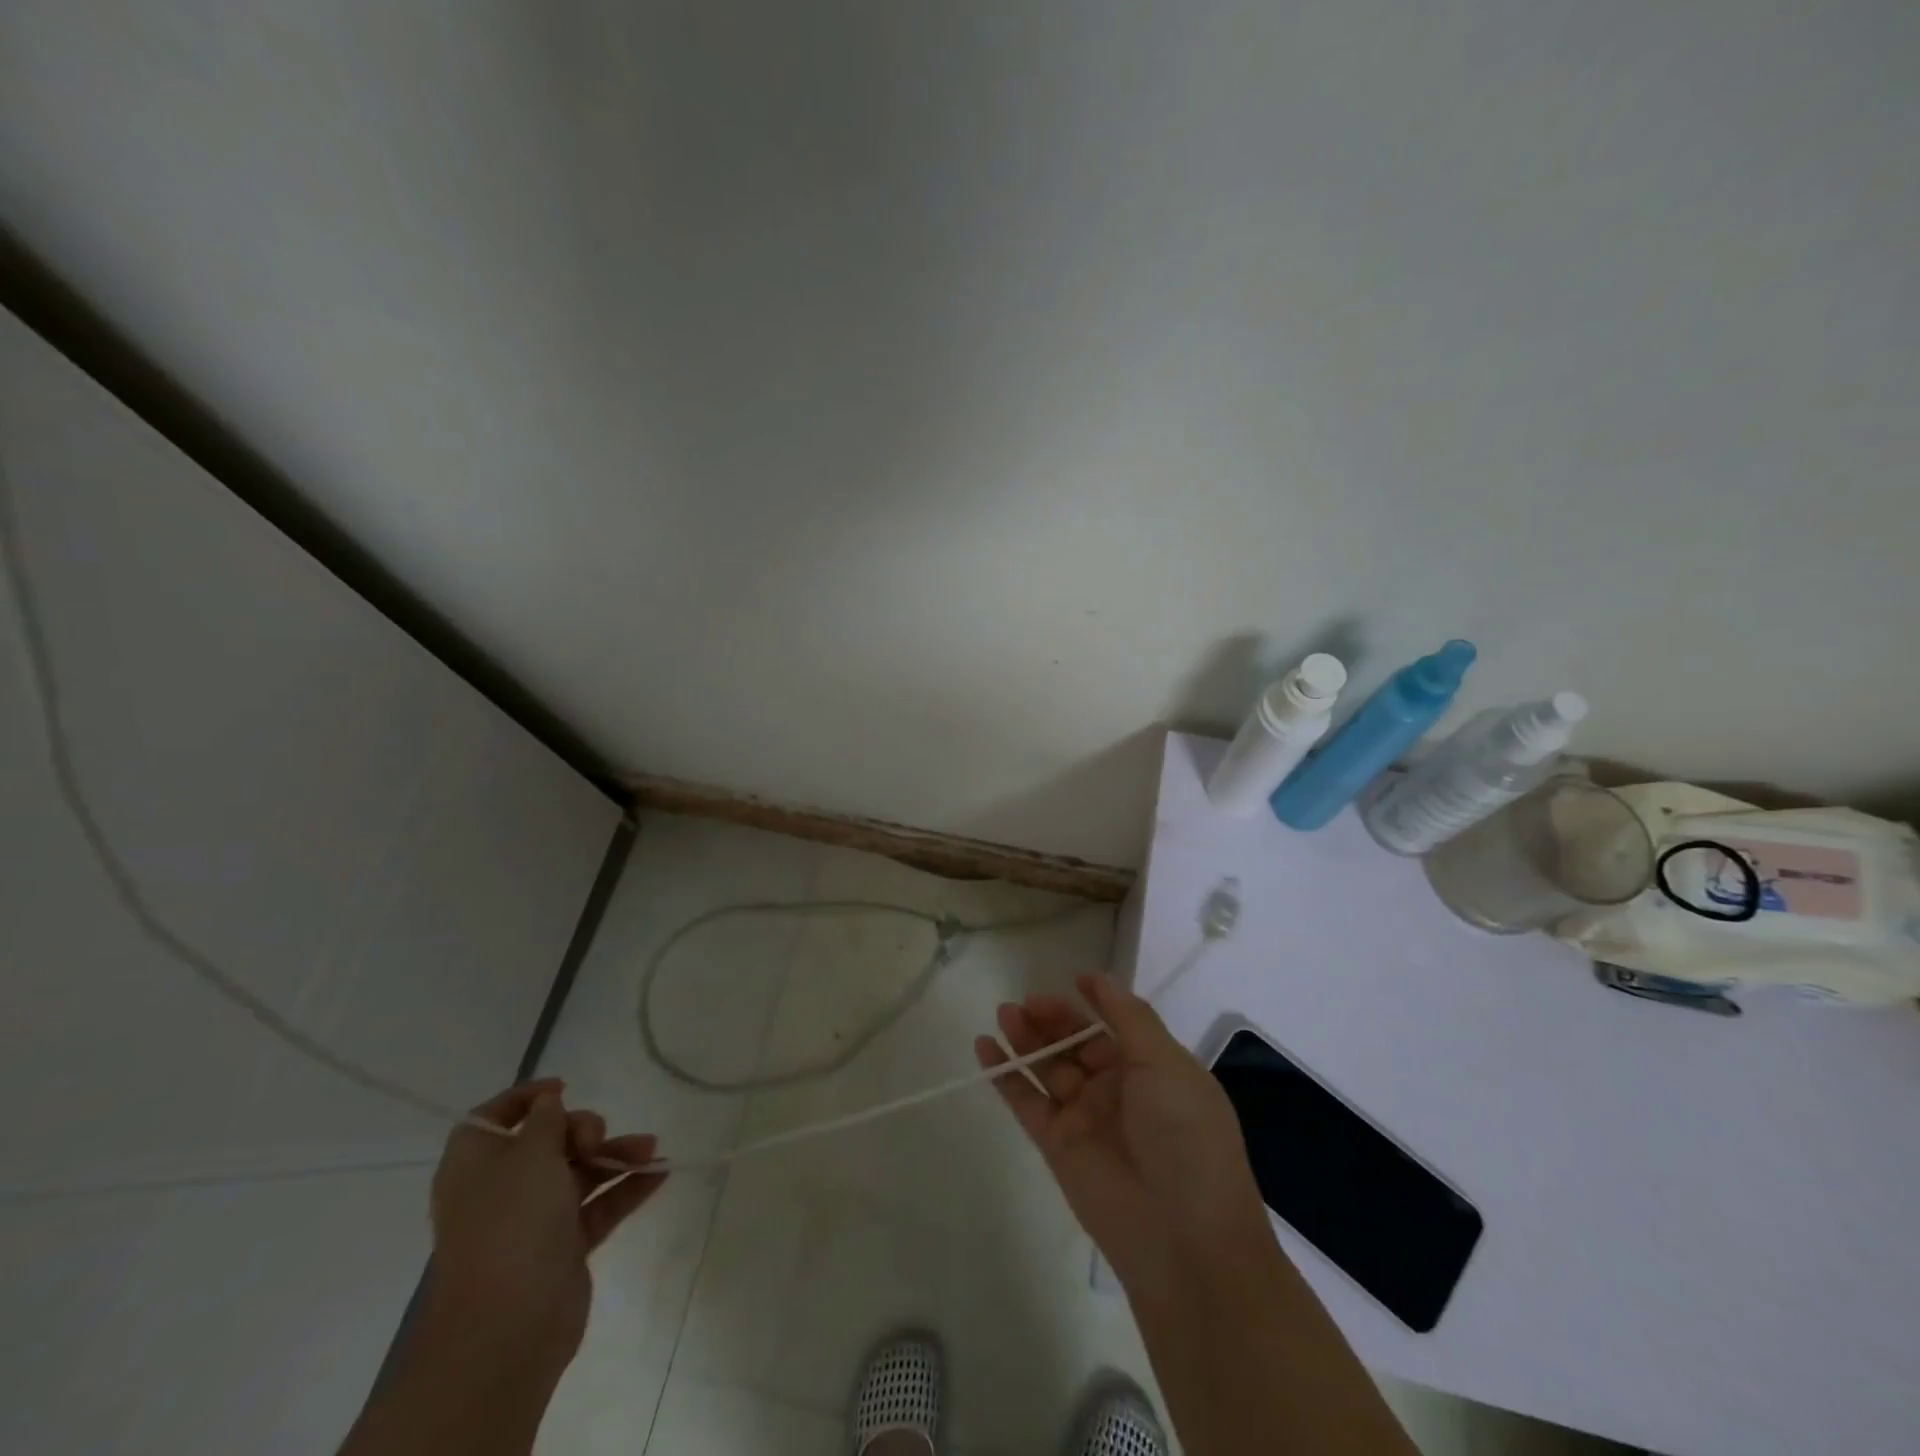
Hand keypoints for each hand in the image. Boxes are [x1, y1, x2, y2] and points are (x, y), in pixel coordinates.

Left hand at [425, 1079, 665, 1380]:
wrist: (509, 1326)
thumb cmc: (512, 1224)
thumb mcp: (530, 1155)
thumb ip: (545, 1120)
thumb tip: (548, 1101)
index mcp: (476, 1165)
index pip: (492, 1119)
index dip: (525, 1098)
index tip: (565, 1087)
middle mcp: (502, 1189)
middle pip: (547, 1142)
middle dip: (582, 1129)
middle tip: (596, 1137)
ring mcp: (533, 1220)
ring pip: (579, 1172)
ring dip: (615, 1155)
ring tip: (651, 1148)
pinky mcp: (563, 1247)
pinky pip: (599, 1205)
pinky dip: (626, 1187)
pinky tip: (660, 1172)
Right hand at [973, 974, 1269, 1292]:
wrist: (1183, 1239)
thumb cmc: (1184, 1138)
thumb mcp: (1166, 1065)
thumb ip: (1129, 1018)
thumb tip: (1100, 980)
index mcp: (1153, 1069)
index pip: (1118, 1025)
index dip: (1096, 1001)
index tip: (1073, 978)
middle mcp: (1119, 1089)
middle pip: (1078, 1042)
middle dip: (1053, 1019)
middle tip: (1026, 1002)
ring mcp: (1085, 1117)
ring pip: (1049, 1067)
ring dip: (1026, 1039)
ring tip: (1004, 1014)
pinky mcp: (1057, 1145)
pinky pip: (1026, 1101)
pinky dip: (1005, 1075)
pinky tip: (985, 1047)